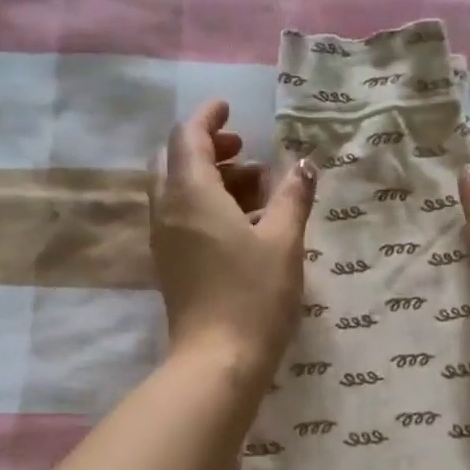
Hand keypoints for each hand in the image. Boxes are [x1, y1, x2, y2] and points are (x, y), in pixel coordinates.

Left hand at [150, 99, 315, 383]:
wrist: (218, 360)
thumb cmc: (254, 295)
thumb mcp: (283, 241)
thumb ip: (293, 197)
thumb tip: (304, 165)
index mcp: (191, 194)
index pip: (187, 137)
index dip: (207, 118)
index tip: (229, 109)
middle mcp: (168, 211)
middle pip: (177, 162)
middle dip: (209, 150)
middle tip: (244, 152)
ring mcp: (165, 241)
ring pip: (179, 192)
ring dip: (211, 180)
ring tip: (255, 189)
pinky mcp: (171, 266)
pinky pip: (182, 219)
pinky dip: (206, 206)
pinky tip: (242, 225)